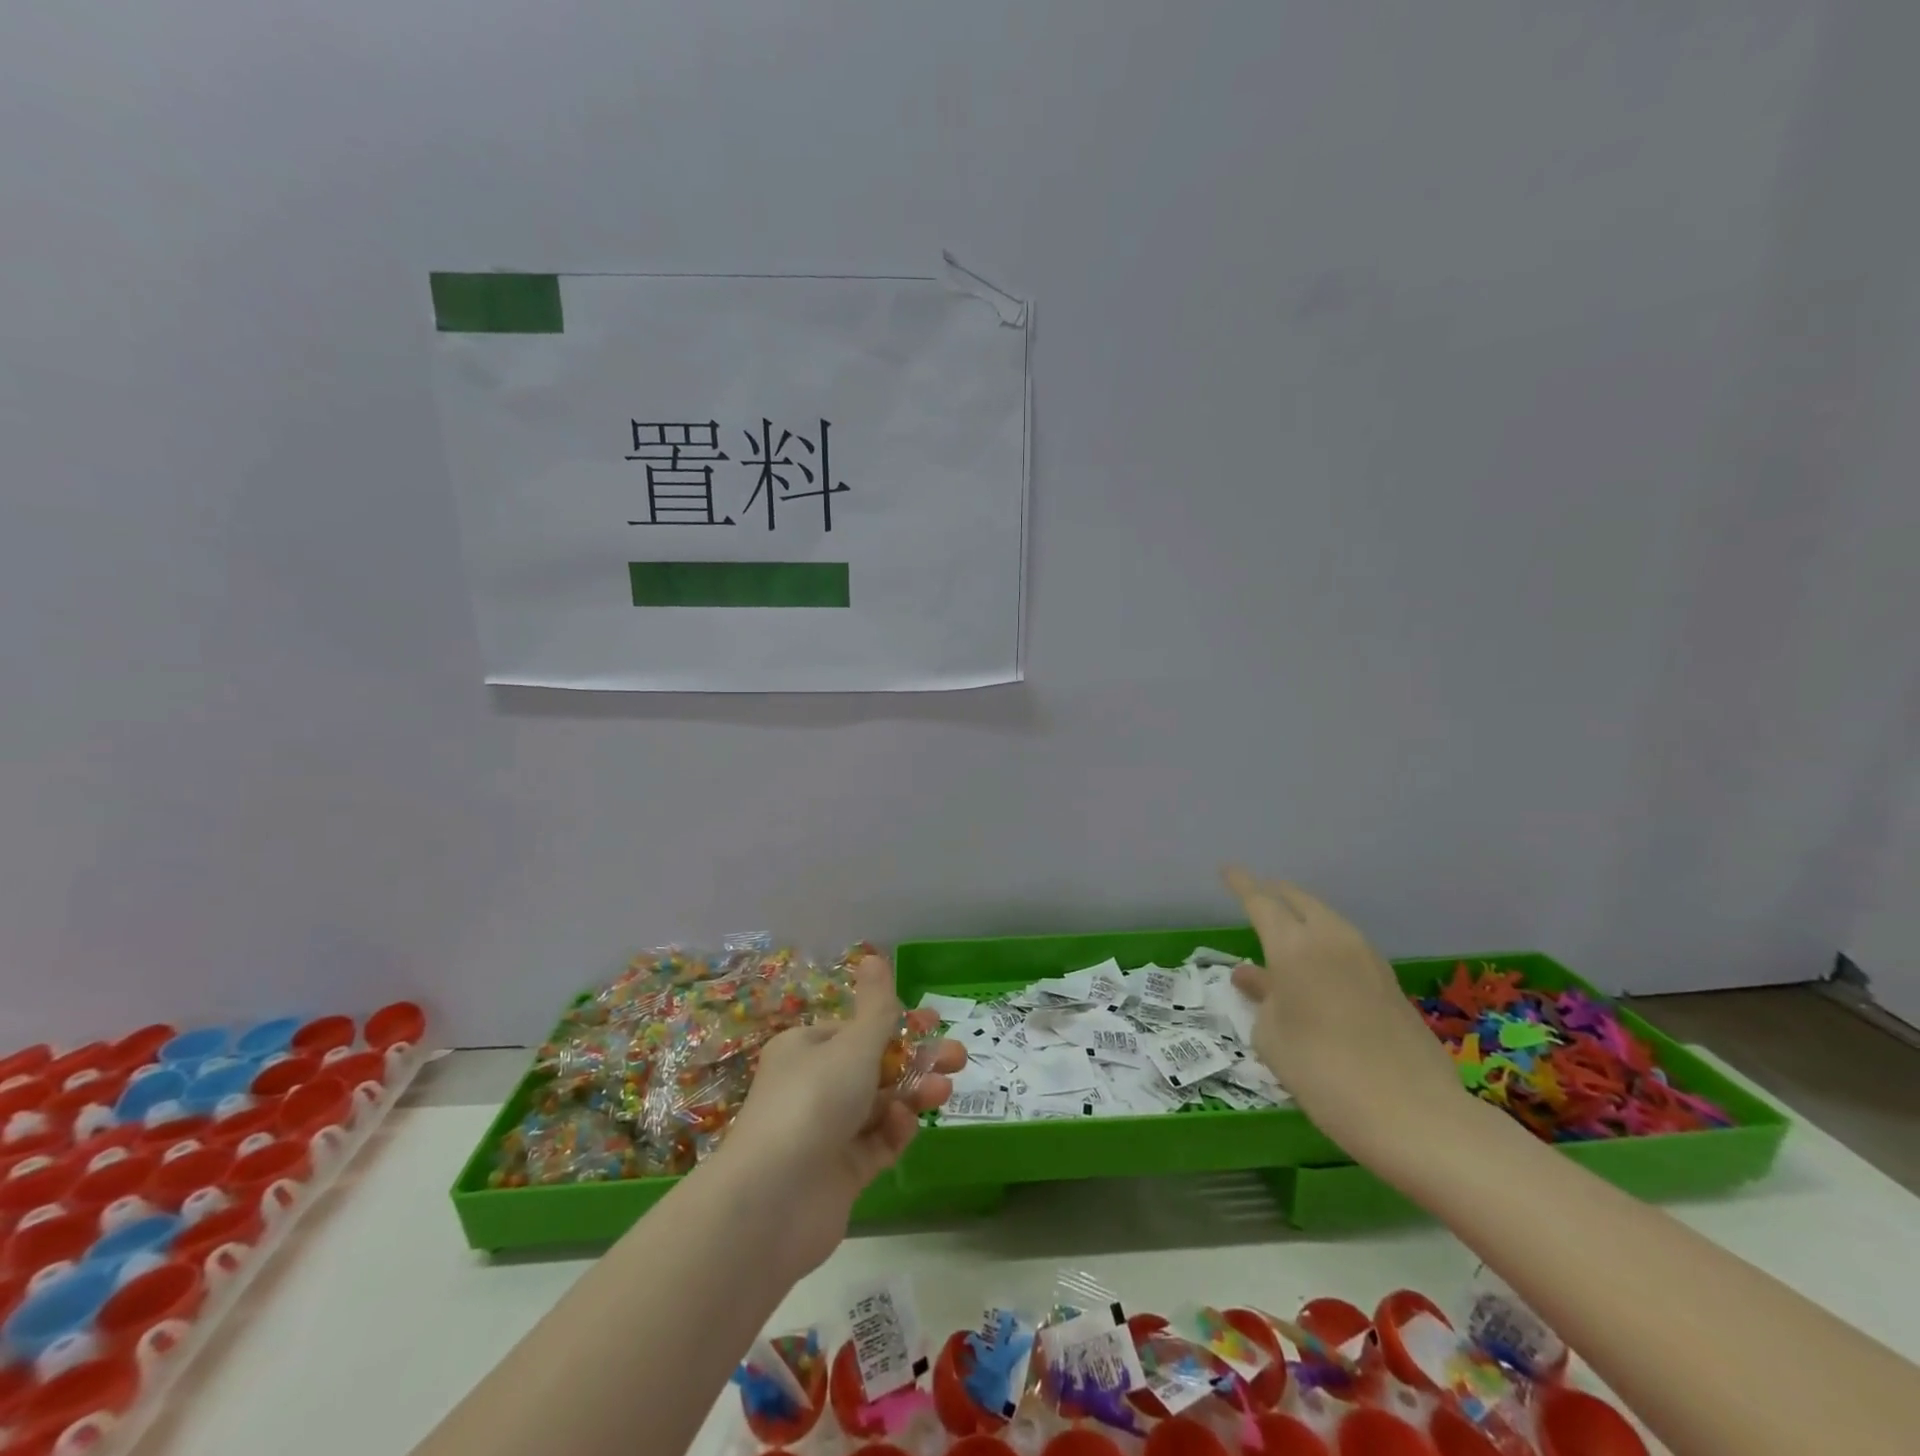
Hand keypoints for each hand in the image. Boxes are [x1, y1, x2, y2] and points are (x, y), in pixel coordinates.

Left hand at [716, 955, 963, 1273]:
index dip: (897, 1023)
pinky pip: (875, 1143)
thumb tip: (873, 955)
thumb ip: (877, 1006)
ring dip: (913, 1093)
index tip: (935, 1022)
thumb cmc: (814, 1101)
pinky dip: (894, 1131)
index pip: (857, 1030)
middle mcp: (813, 1086)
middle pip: (874, 1066)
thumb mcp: (853, 1044)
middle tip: (958, 1058)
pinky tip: (907, 1124)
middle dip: (916, 1059)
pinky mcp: (839, 1174)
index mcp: (806, 1049)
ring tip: (944, 1090)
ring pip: (879, 1104)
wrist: (773, 1200)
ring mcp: (826, 1133)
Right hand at [1223, 867, 1468, 1170]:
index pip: (1261, 902)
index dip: (1241, 884)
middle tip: (1256, 893)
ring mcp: (1367, 959)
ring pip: (1327, 920)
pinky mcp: (1389, 982)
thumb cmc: (1323, 1072)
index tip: (1227, 869)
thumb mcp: (1273, 1036)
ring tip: (1284, 927)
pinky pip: (1346, 945)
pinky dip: (1324, 941)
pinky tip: (1316, 964)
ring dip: (1303, 916)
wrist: (1414, 1116)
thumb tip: (1253, 976)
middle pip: (1300, 900)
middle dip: (1275, 893)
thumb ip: (1262, 998)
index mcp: (1295, 946)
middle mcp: (1333, 939)